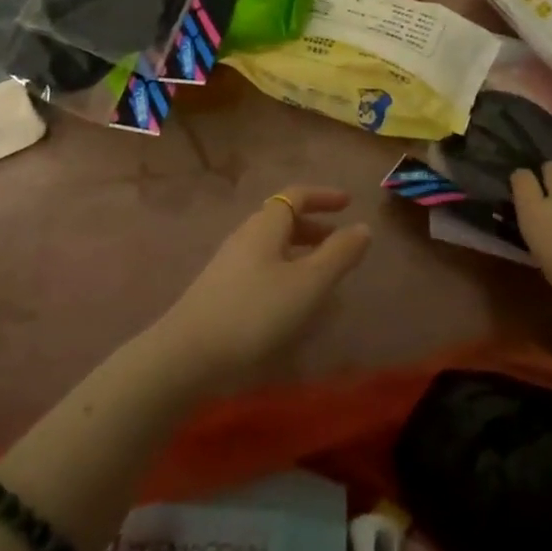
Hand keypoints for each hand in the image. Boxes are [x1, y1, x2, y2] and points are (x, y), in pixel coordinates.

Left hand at [156, 187, 371, 389]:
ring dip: (300, 252)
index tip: (348, 204)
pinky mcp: (221, 291)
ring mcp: (229, 264)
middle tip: (340, 242)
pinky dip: (285, 272)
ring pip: (272, 246)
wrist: (188, 355)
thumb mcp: (308, 284)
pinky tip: (292, 302)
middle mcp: (245, 236)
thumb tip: (363, 227)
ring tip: (322, 275)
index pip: (296, 195)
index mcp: (265, 225)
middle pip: (283, 220)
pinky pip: (262, 268)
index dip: (324, 196)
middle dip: (314, 227)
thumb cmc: (255, 312)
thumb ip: (338, 254)